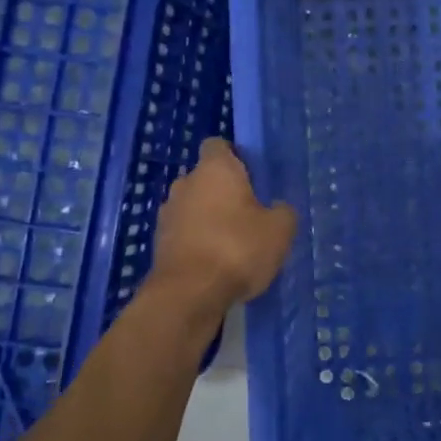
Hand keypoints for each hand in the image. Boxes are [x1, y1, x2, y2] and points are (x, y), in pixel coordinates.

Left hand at [150, 138, 296, 310]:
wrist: (188, 295)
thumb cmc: (237, 249)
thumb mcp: (279, 229)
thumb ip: (282, 211)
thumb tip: (276, 208)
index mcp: (215, 169)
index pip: (218, 145)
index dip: (235, 156)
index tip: (252, 176)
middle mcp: (185, 183)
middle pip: (205, 177)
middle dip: (223, 191)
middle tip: (249, 213)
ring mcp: (167, 213)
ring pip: (193, 206)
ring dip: (208, 217)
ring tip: (232, 242)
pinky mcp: (159, 243)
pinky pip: (184, 232)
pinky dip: (197, 241)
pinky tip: (216, 262)